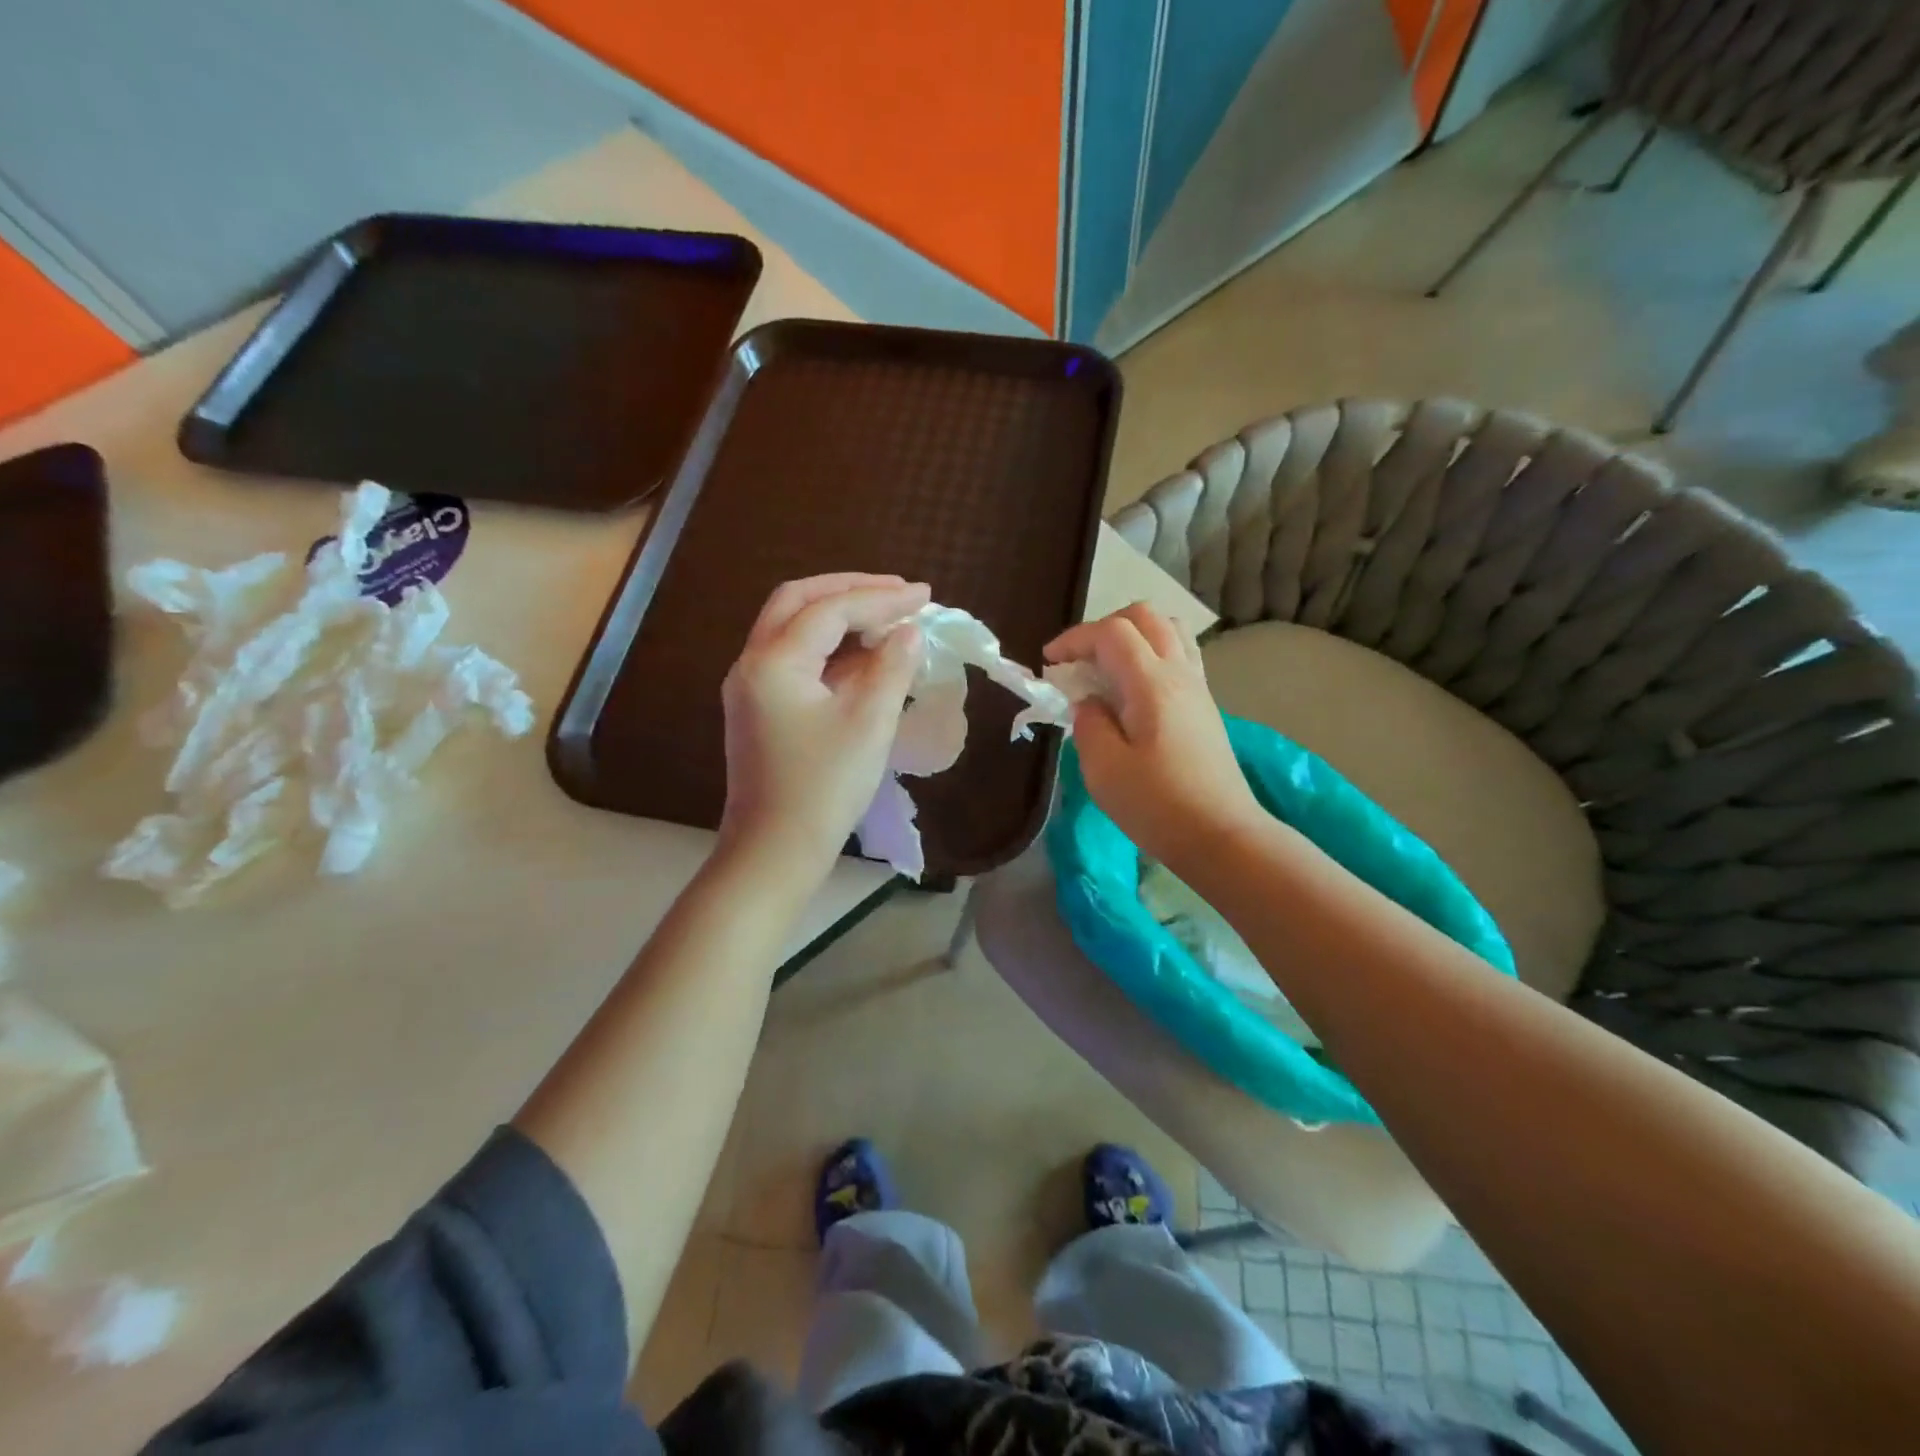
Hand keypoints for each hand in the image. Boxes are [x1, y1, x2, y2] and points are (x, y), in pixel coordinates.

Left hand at [719, 574, 928, 876]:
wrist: (774, 851)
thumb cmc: (824, 788)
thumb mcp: (868, 724)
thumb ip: (892, 668)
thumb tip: (909, 632)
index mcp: (774, 661)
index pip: (831, 609)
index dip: (881, 598)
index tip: (925, 596)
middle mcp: (753, 663)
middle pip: (798, 601)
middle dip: (850, 589)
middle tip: (897, 592)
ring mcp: (751, 687)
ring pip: (792, 628)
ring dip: (838, 615)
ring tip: (887, 618)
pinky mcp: (759, 709)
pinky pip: (794, 659)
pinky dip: (829, 648)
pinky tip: (864, 657)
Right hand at [1044, 603, 1263, 871]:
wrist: (1222, 836)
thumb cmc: (1158, 806)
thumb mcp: (1104, 770)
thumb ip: (1089, 724)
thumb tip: (1088, 702)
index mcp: (1152, 684)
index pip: (1111, 632)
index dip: (1074, 638)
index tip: (1049, 662)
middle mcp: (1180, 673)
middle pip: (1145, 616)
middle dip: (1104, 628)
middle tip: (1078, 661)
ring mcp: (1198, 688)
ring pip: (1168, 630)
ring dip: (1133, 636)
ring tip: (1107, 669)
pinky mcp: (1205, 706)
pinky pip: (1180, 656)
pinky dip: (1151, 655)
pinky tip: (1134, 690)